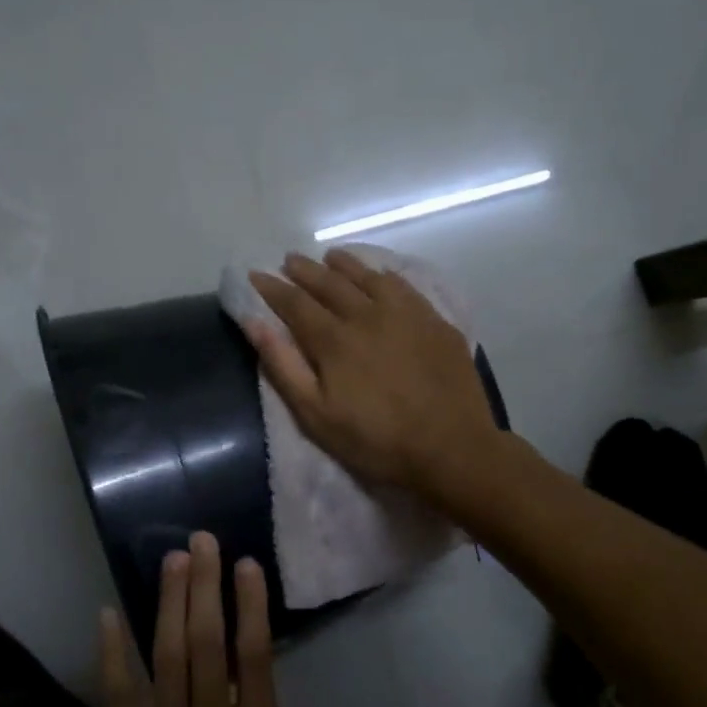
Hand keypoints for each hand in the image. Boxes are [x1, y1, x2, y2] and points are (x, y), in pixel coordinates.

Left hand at [91, 533, 314, 706]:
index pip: (254, 655)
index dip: (250, 604)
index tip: (245, 564)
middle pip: (207, 641)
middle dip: (205, 585)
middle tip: (202, 541)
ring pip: (168, 654)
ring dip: (168, 602)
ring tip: (173, 559)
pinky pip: (121, 694)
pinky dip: (114, 652)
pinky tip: (108, 614)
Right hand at [245, 250, 497, 498]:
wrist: (451, 448)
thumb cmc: (376, 440)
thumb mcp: (316, 415)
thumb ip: (283, 366)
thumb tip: (254, 322)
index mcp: (334, 339)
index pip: (295, 303)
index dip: (273, 288)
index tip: (256, 275)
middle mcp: (367, 315)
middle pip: (329, 283)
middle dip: (305, 270)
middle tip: (289, 260)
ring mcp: (405, 314)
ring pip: (368, 277)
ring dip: (344, 264)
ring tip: (330, 257)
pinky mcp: (435, 322)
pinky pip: (404, 286)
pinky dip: (384, 275)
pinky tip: (380, 275)